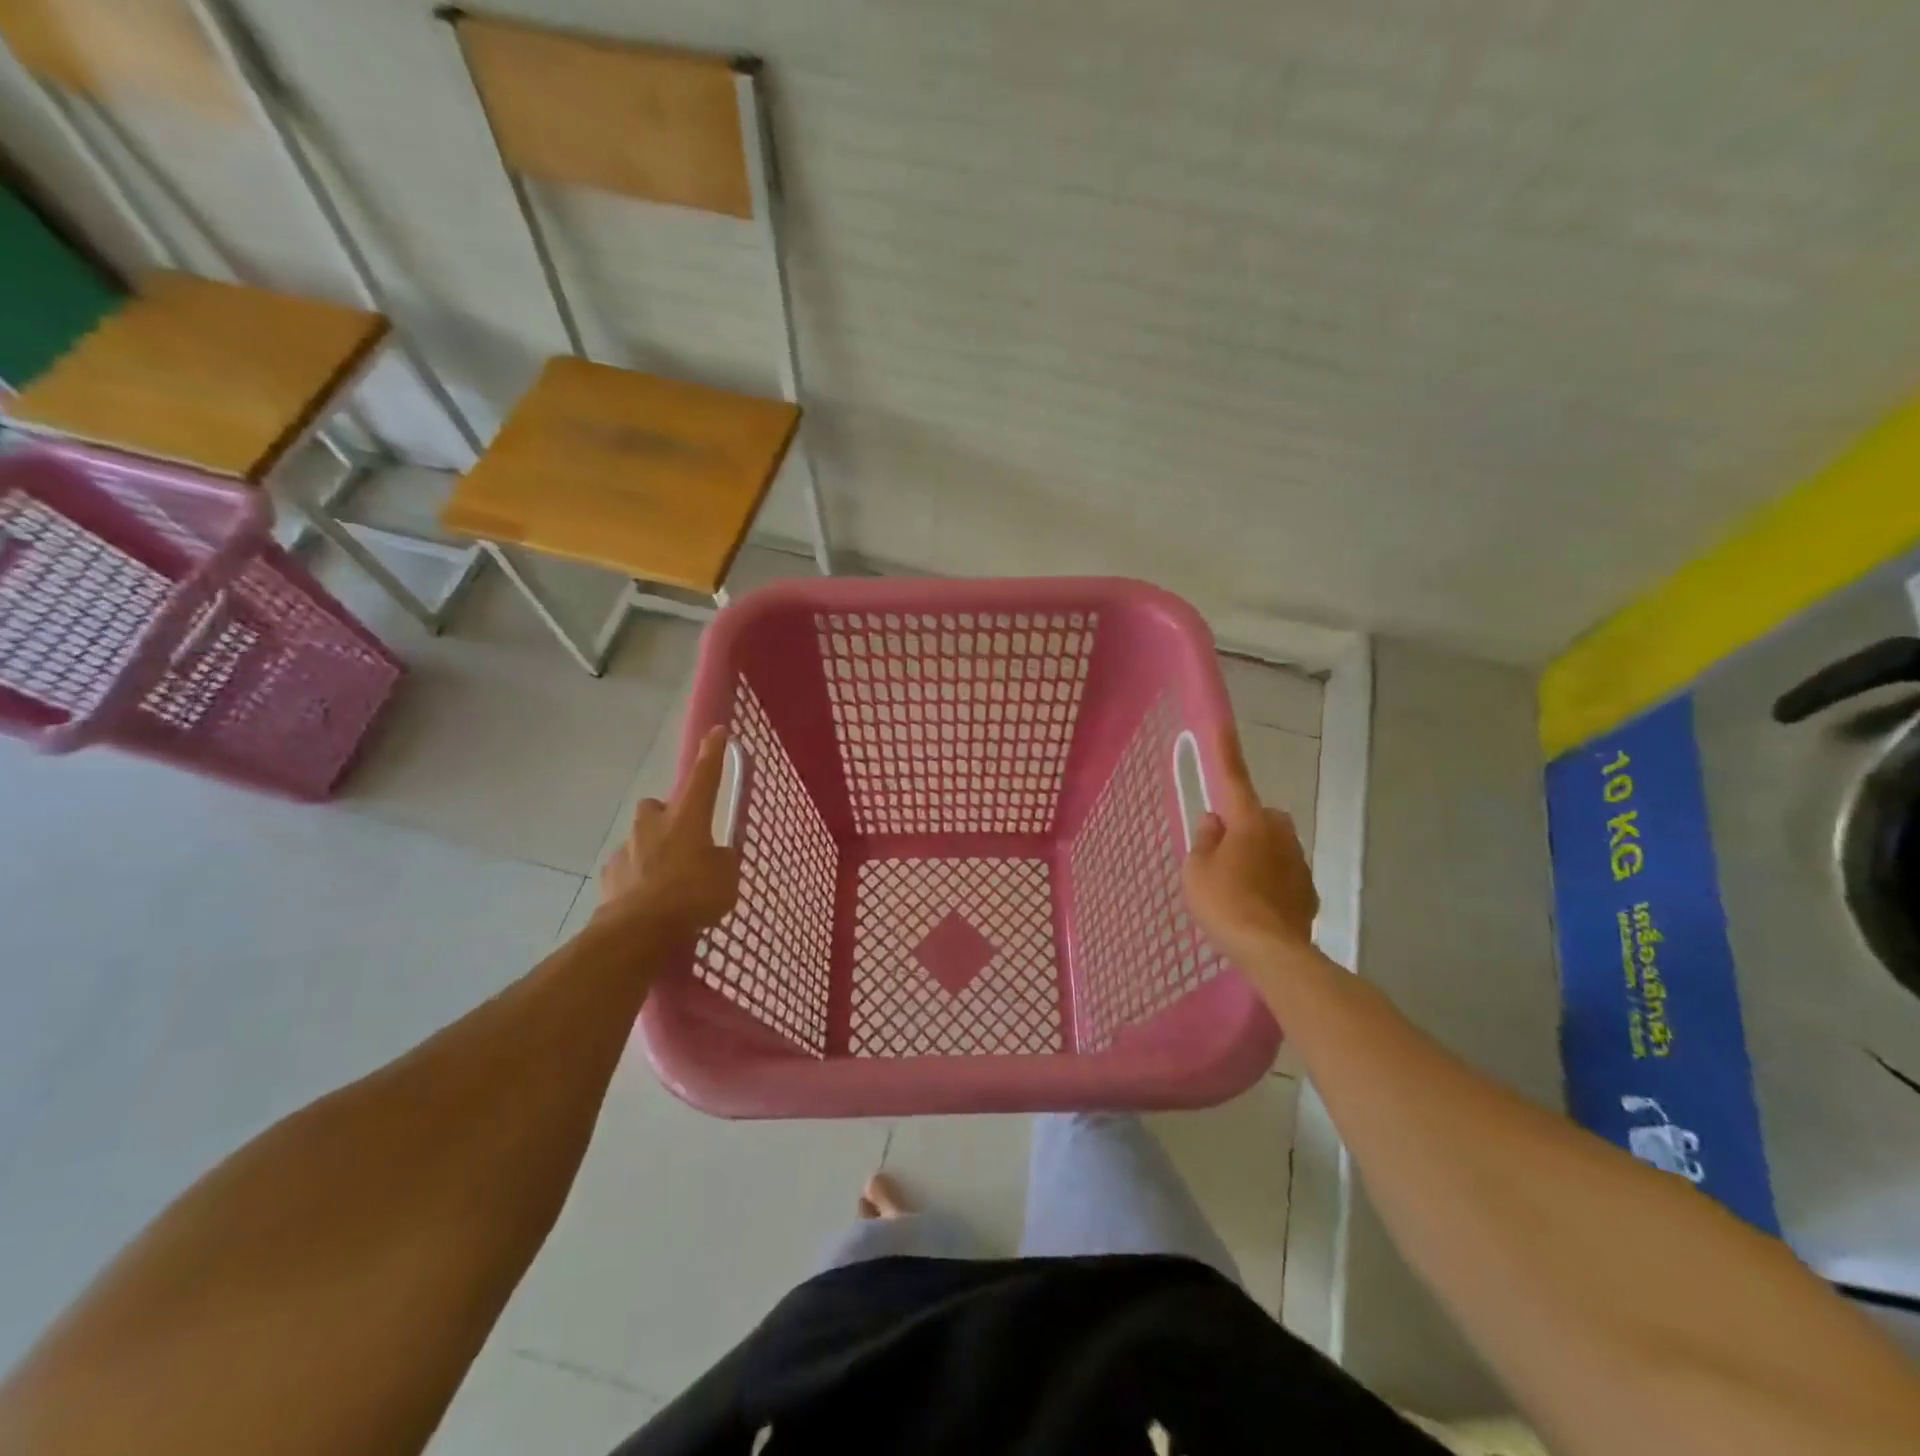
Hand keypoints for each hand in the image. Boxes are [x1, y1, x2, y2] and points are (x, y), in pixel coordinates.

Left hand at [597, 727, 740, 936]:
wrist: (639, 931)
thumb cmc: (692, 896)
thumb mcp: (727, 878)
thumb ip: (723, 861)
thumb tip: (716, 856)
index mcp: (688, 818)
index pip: (704, 776)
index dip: (713, 754)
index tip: (717, 731)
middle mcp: (654, 824)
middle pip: (659, 805)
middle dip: (668, 815)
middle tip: (684, 839)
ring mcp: (627, 848)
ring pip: (640, 837)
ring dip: (652, 848)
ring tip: (667, 877)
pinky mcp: (609, 874)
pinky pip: (626, 867)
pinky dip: (636, 876)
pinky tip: (647, 897)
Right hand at [1182, 725, 1318, 964]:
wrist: (1272, 952)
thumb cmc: (1225, 903)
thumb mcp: (1197, 871)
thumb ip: (1204, 841)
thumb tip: (1215, 822)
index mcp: (1249, 822)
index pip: (1233, 779)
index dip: (1224, 752)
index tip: (1221, 724)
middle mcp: (1280, 833)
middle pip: (1259, 817)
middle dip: (1244, 825)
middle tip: (1220, 853)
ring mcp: (1299, 862)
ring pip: (1273, 846)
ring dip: (1257, 855)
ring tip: (1237, 887)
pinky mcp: (1309, 890)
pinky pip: (1284, 874)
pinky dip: (1271, 882)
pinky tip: (1257, 906)